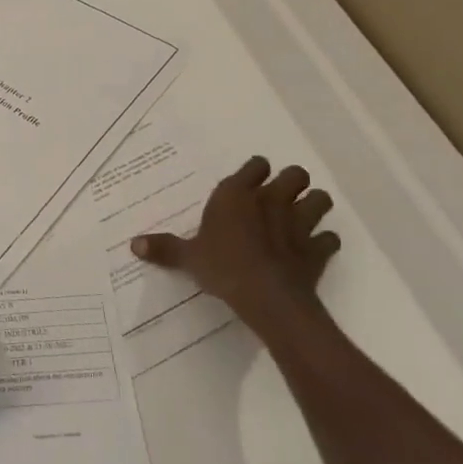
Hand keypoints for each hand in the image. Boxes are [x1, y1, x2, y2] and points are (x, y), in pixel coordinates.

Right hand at [131, 156, 339, 343]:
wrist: (267, 297)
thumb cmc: (222, 267)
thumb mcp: (187, 258)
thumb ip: (164, 248)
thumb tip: (133, 244)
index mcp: (237, 195)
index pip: (255, 165)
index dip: (255, 171)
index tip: (249, 181)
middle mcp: (271, 201)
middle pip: (294, 175)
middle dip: (291, 182)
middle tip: (277, 197)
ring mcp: (300, 223)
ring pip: (320, 200)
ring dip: (314, 206)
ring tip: (301, 217)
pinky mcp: (318, 249)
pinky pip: (329, 239)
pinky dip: (324, 242)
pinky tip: (313, 249)